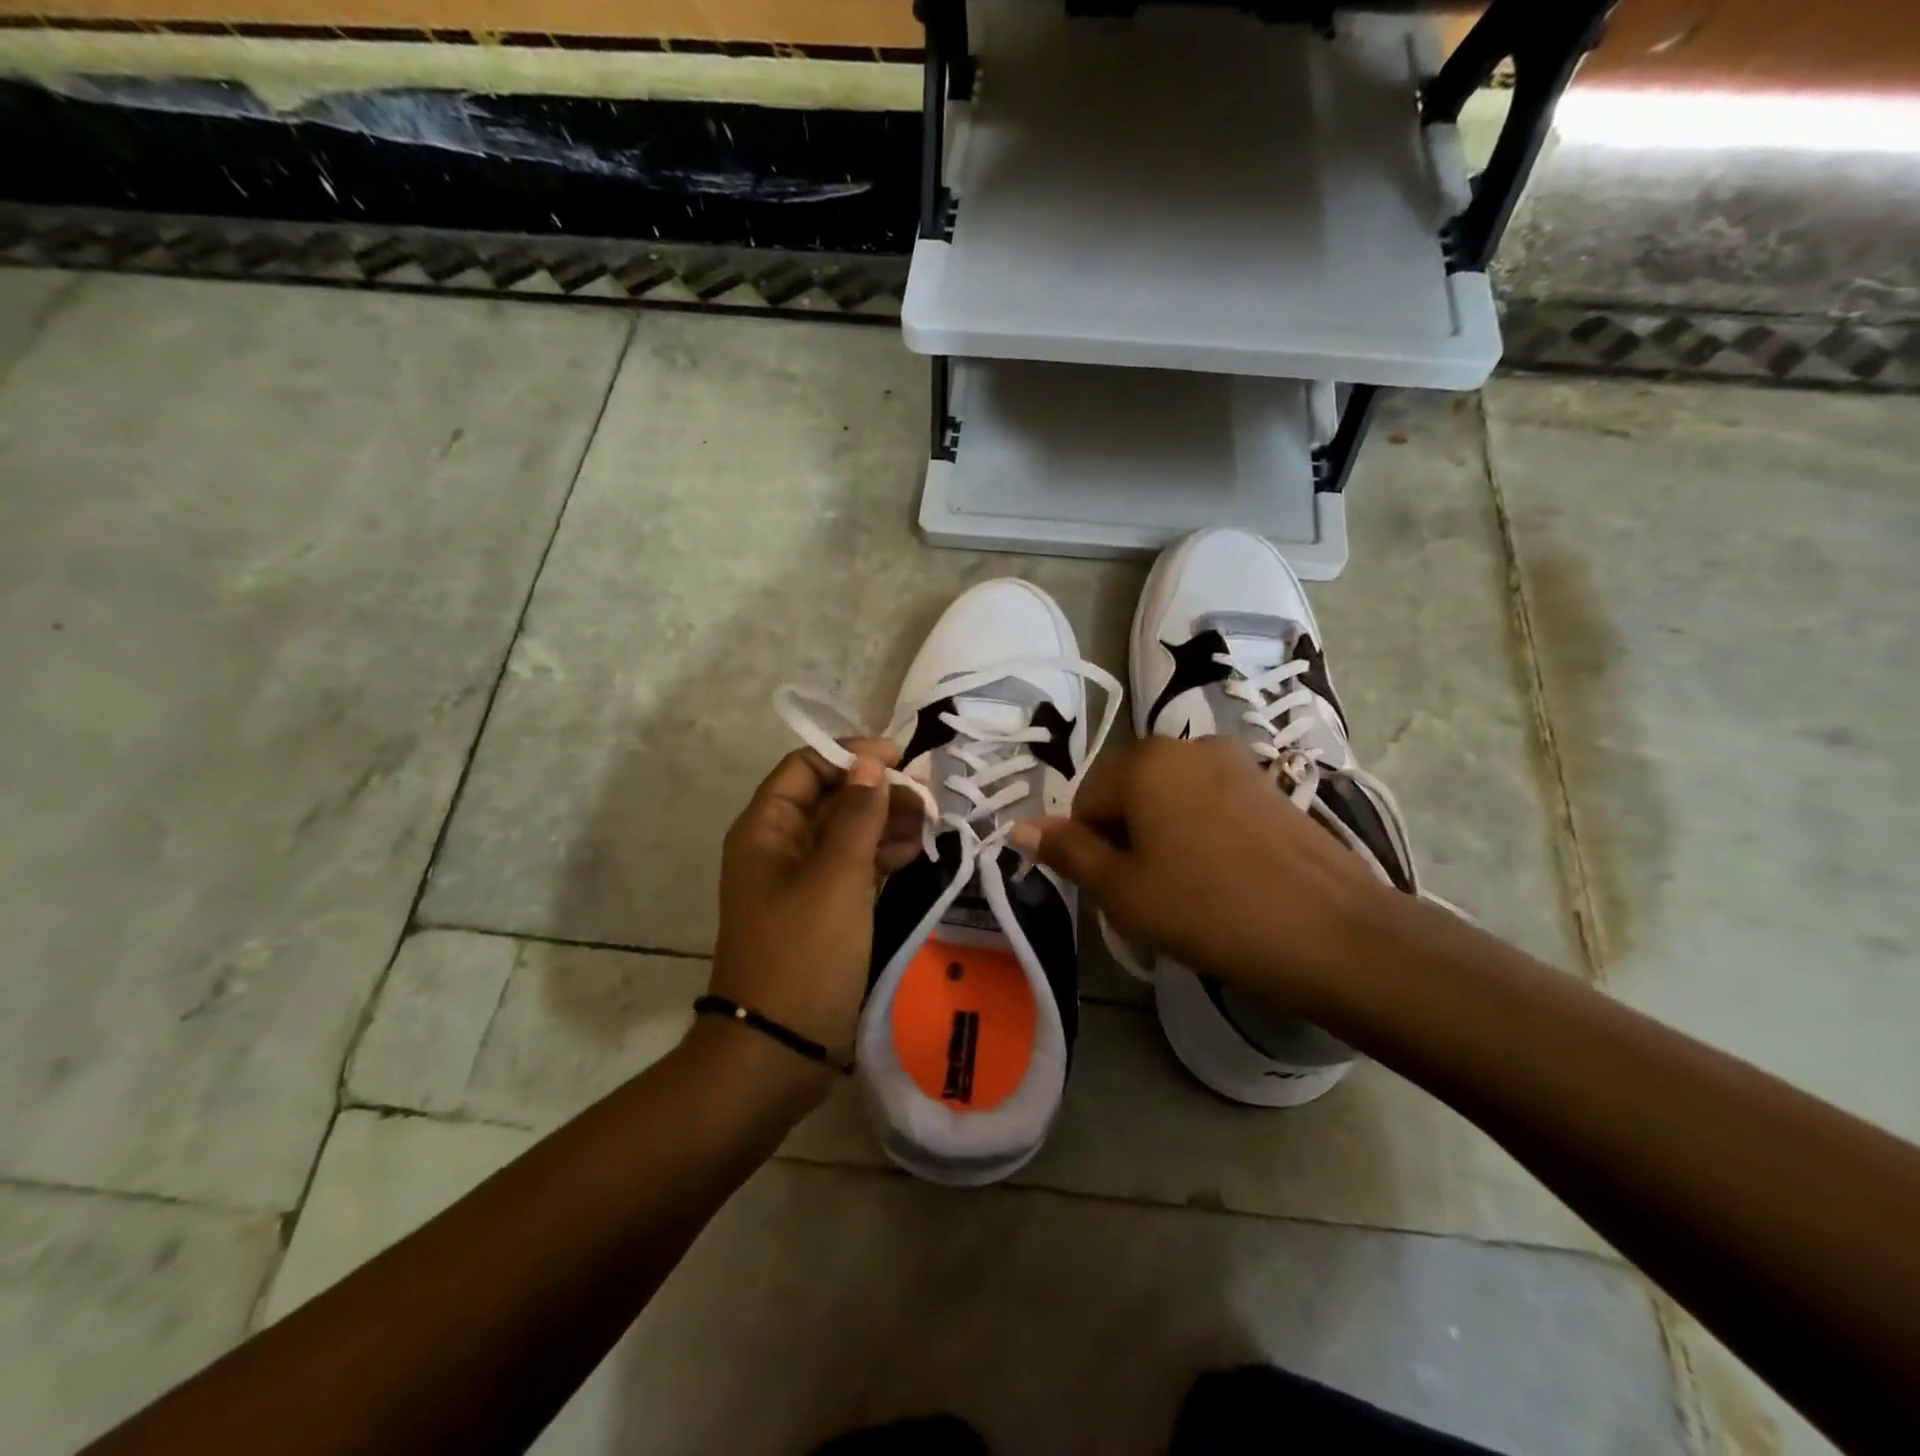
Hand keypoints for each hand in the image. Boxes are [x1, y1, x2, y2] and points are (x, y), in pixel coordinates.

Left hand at [709, 740, 923, 1078]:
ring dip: (884, 823)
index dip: (851, 757)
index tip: (900, 761)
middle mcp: (778, 847)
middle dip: (876, 792)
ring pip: (844, 833)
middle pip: (829, 798)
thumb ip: (857, 815)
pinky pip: (851, 868)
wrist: (778, 1048)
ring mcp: (799, 882)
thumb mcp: (837, 876)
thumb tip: (871, 764)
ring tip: (929, 825)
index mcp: (766, 828)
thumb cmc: (804, 951)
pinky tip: (915, 855)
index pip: (806, 767)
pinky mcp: (820, 912)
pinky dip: (880, 857)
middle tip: (926, 798)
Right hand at [1013, 738, 1389, 1002]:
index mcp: (1143, 761)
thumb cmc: (1208, 908)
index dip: (1092, 849)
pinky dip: (1202, 832)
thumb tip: (1019, 826)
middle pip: (1129, 792)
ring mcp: (1235, 760)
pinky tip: (1226, 875)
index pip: (1086, 801)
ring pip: (1170, 797)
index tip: (1119, 890)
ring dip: (1164, 835)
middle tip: (1151, 893)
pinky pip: (1210, 802)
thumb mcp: (1123, 890)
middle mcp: (1187, 745)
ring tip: (1190, 887)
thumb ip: (1068, 852)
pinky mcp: (1269, 784)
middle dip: (1127, 838)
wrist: (1330, 931)